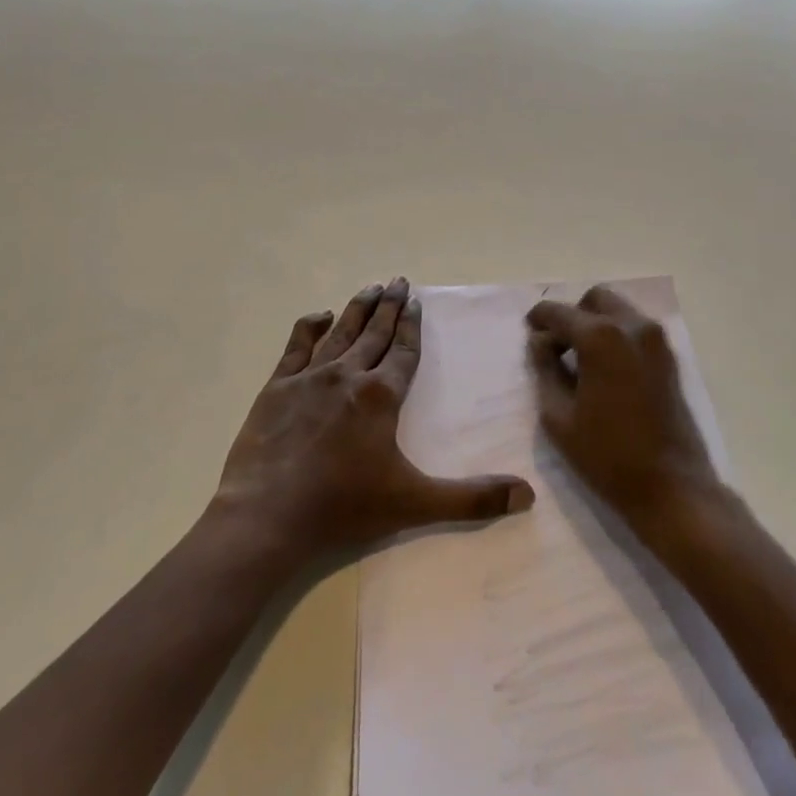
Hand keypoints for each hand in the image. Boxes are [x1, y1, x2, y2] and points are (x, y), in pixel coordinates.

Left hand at [214, 278, 534, 563]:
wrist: (268, 515)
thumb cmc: (344, 507)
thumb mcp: (414, 503)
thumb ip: (471, 498)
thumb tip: (527, 496)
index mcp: (381, 395)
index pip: (402, 350)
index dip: (411, 325)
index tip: (415, 300)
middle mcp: (348, 375)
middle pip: (374, 332)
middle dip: (389, 305)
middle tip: (398, 280)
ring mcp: (309, 378)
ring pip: (340, 332)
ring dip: (358, 309)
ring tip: (370, 288)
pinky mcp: (277, 387)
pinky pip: (296, 346)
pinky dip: (310, 326)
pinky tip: (319, 315)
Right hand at [526, 285, 720, 531]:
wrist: (673, 488)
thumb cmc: (607, 455)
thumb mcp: (558, 416)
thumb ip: (545, 369)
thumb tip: (540, 341)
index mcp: (600, 337)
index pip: (559, 312)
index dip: (539, 319)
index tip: (529, 332)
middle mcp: (631, 326)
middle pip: (595, 299)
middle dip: (572, 315)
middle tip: (557, 346)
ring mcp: (656, 340)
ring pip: (618, 310)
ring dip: (596, 322)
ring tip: (580, 360)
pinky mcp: (670, 358)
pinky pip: (635, 329)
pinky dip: (616, 335)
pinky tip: (604, 369)